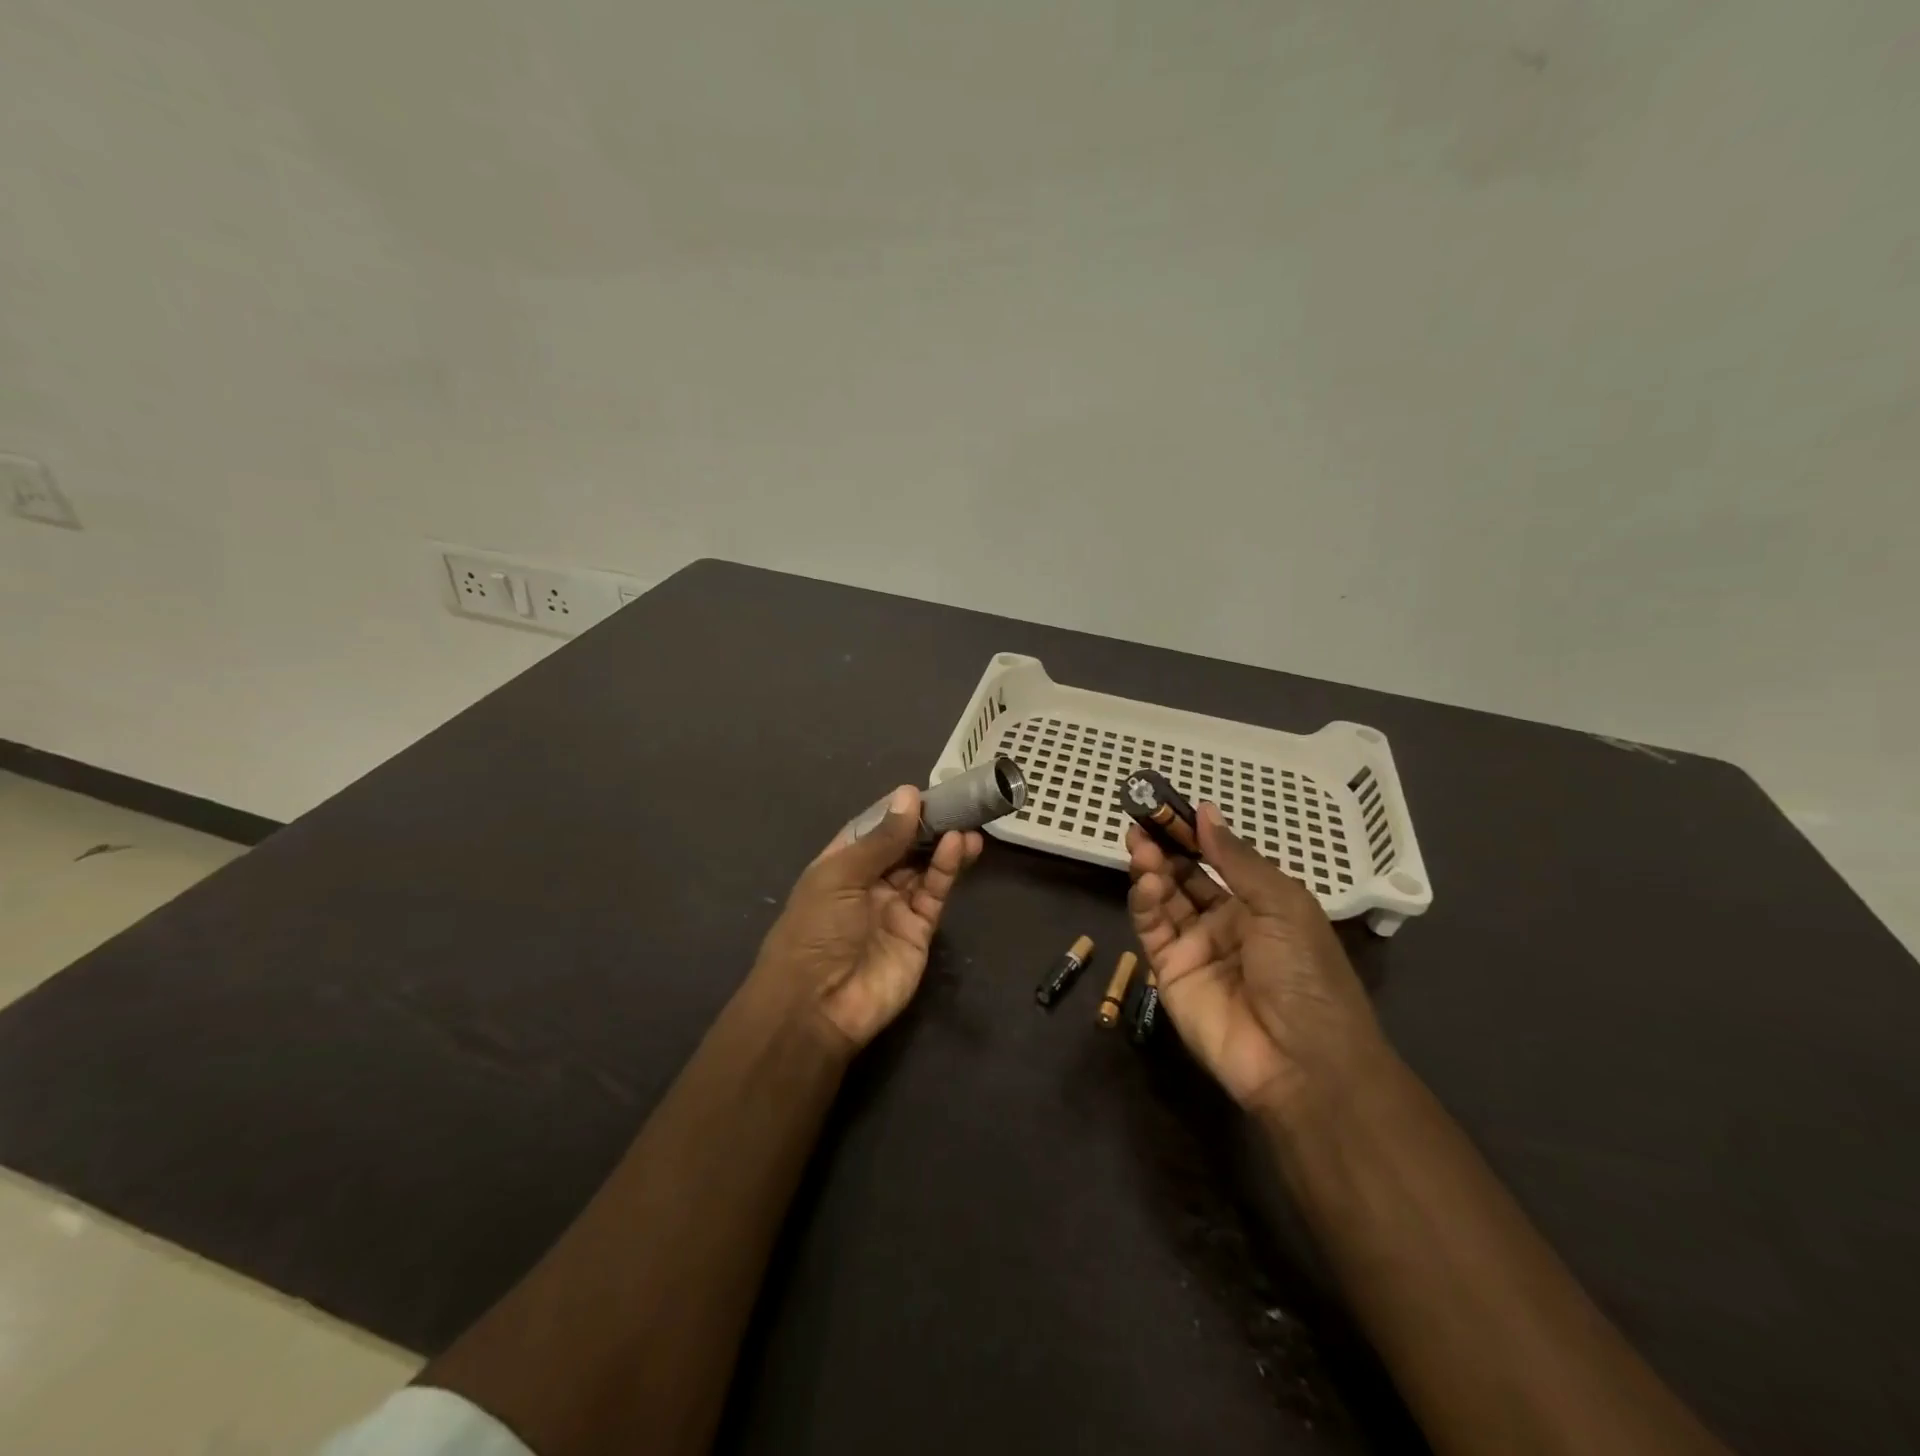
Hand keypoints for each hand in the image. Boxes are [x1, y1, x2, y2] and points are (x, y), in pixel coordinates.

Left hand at [754, 786, 983, 1052]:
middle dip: (928, 825)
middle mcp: (868, 883)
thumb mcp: (841, 875)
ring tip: (967, 822)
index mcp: (840, 865)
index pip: (872, 828)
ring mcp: (895, 908)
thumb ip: (881, 838)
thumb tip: (909, 794)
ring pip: (924, 868)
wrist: (818, 1006)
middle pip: (903, 847)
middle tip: (958, 802)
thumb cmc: (817, 929)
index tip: (925, 791)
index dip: (897, 811)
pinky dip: (947, 870)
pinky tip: (959, 846)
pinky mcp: (919, 931)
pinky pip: (935, 893)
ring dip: (944, 844)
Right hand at [1128, 802, 1386, 1118]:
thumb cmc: (1305, 972)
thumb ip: (1236, 859)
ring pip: (1164, 898)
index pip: (1216, 861)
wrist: (1303, 1060)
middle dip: (1164, 847)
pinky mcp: (1169, 972)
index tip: (1167, 807)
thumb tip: (1206, 811)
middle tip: (1141, 820)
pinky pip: (1152, 929)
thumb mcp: (1282, 904)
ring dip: (1151, 869)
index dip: (1192, 834)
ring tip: (1138, 845)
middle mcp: (1224, 922)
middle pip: (1184, 876)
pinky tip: (1148, 882)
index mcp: (1259, 905)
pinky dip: (1145, 902)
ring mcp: (1195, 948)